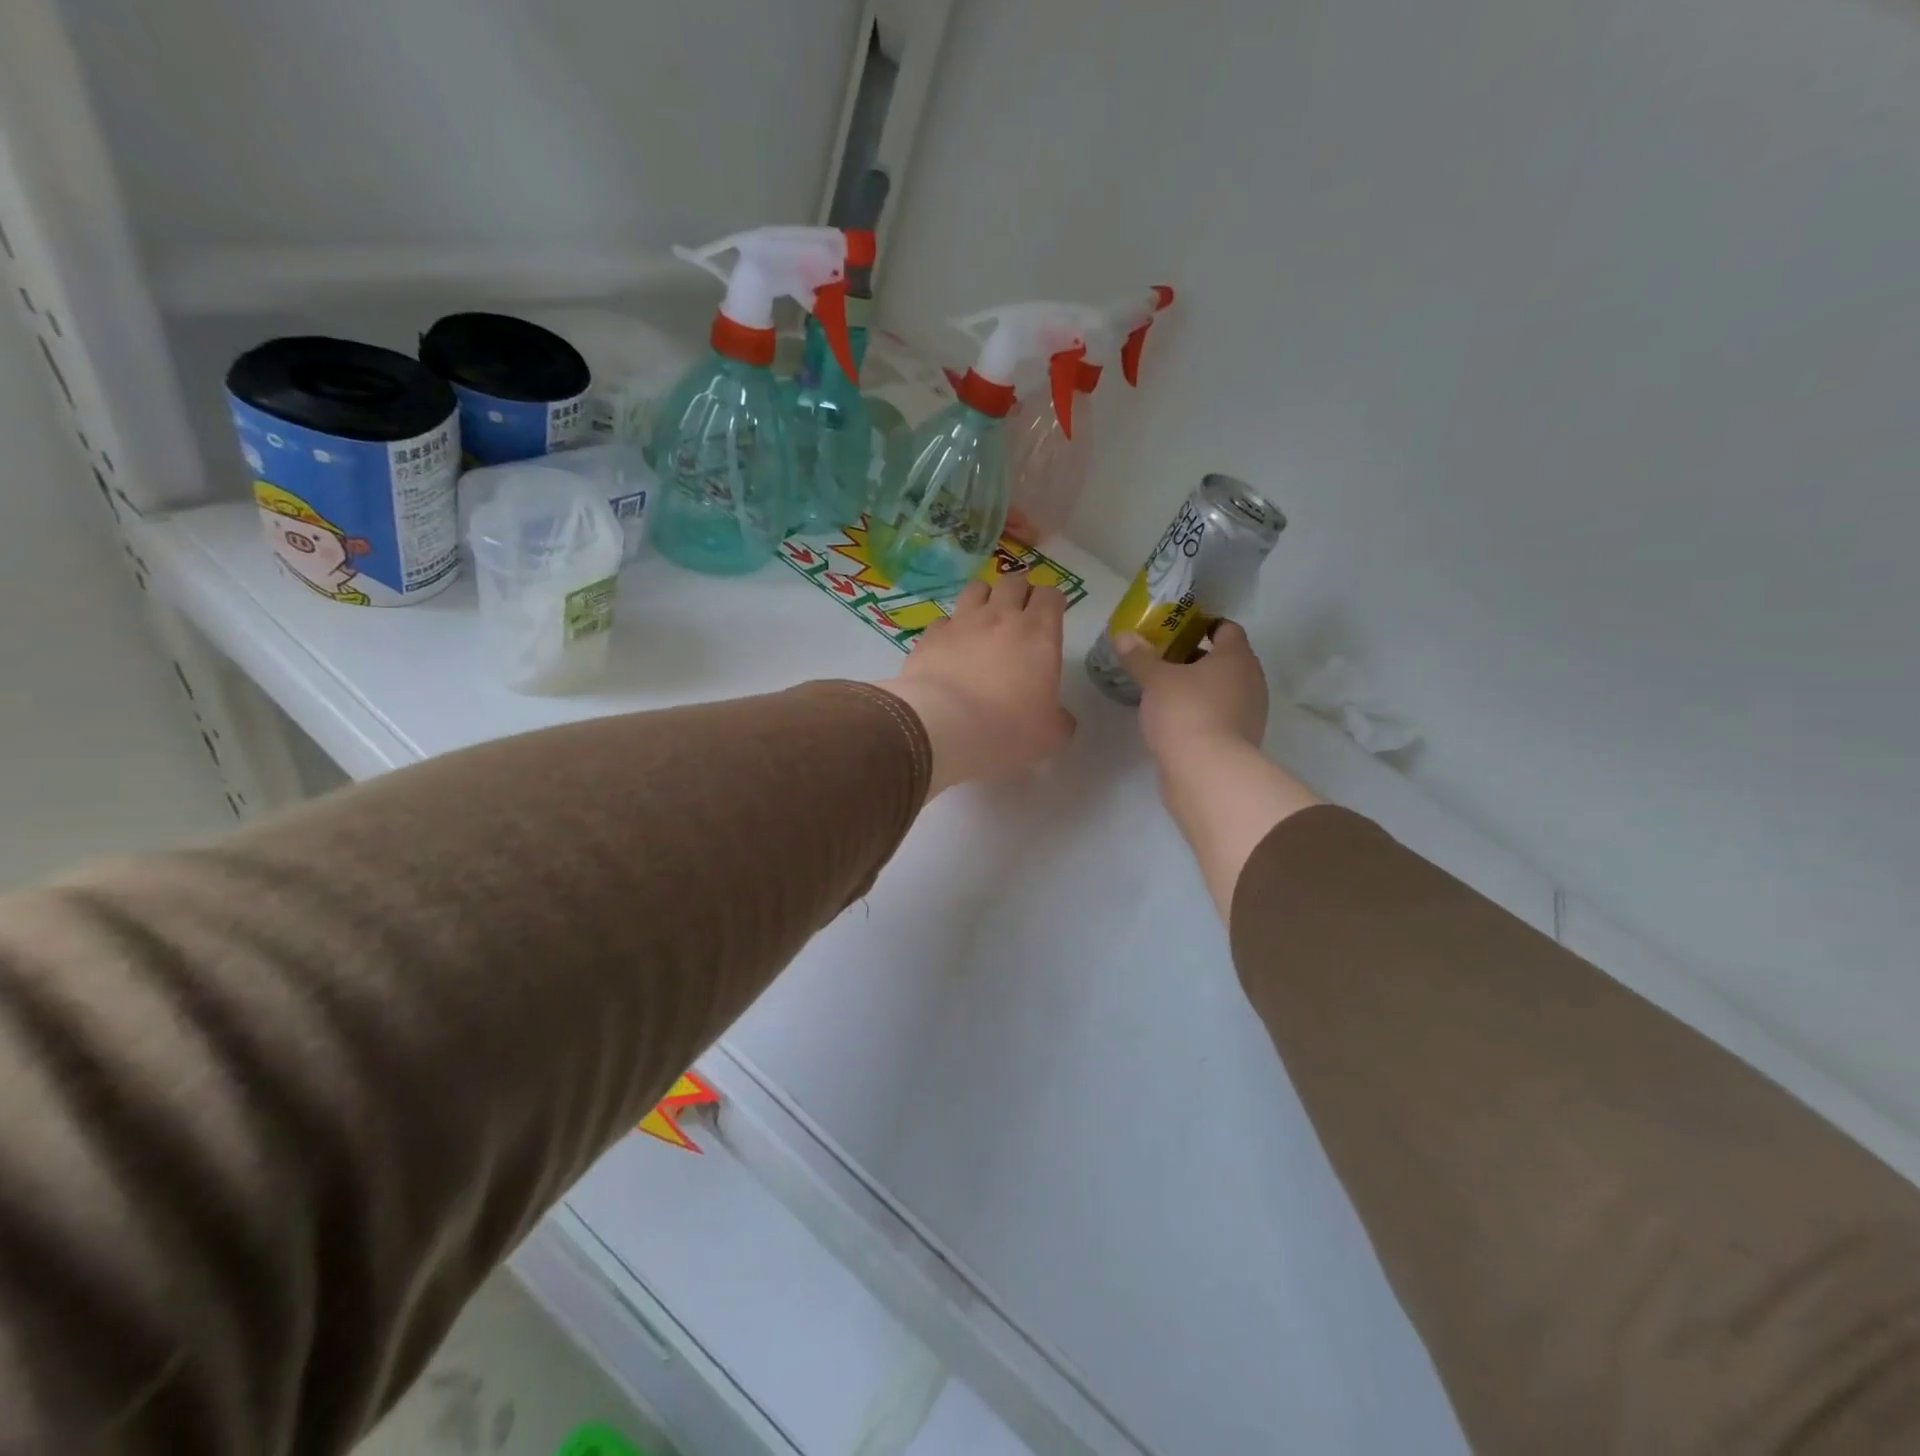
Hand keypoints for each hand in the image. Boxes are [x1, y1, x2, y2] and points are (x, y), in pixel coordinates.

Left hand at [881, 573, 1076, 795]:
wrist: (942, 727)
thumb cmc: (1007, 729)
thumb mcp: (1049, 736)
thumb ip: (1059, 720)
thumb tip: (1061, 718)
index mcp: (1039, 633)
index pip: (1051, 595)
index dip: (1052, 604)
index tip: (1050, 621)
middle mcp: (1001, 616)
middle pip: (1014, 582)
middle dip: (1019, 593)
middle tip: (1018, 618)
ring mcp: (962, 621)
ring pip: (977, 588)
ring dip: (985, 599)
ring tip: (983, 622)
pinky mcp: (930, 635)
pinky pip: (944, 620)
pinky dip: (950, 629)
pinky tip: (950, 648)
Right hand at [1115, 621, 1269, 766]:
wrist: (1207, 773)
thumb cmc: (1185, 712)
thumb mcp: (1155, 680)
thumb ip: (1139, 657)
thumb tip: (1122, 635)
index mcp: (1237, 658)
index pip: (1227, 629)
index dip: (1203, 625)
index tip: (1177, 630)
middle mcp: (1251, 681)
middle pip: (1225, 660)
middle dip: (1196, 658)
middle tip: (1163, 660)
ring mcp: (1249, 713)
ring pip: (1223, 689)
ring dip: (1199, 687)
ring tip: (1165, 691)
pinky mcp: (1239, 741)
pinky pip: (1220, 715)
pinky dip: (1201, 712)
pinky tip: (1175, 719)